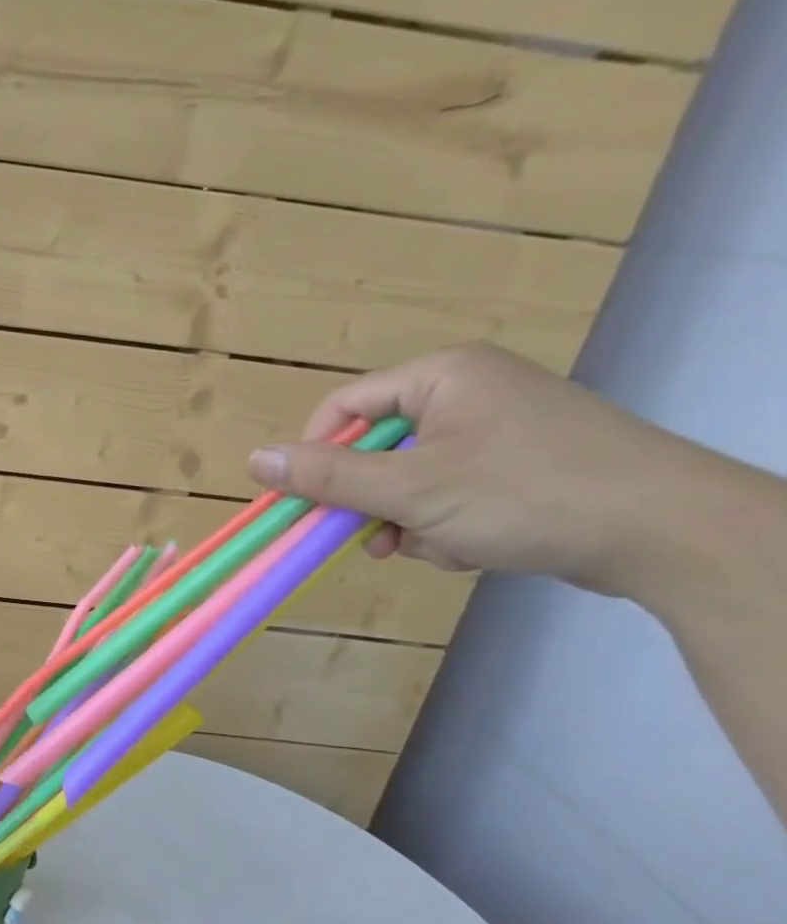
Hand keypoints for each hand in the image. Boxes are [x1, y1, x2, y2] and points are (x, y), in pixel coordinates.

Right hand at [246, 342, 734, 600]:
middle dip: (371, 500)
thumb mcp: (408, 489)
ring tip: (434, 545)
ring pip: (407, 478)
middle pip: (374, 447)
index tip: (311, 505)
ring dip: (405, 519)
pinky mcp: (520, 464)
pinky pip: (447, 492)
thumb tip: (254, 459)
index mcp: (441, 376)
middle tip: (377, 537)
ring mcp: (498, 428)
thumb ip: (326, 475)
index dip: (316, 457)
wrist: (669, 534)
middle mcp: (467, 392)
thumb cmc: (525, 495)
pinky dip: (442, 524)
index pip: (342, 408)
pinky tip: (467, 546)